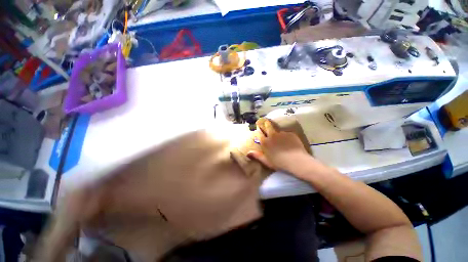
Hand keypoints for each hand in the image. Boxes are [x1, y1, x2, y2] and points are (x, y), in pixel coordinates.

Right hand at [247, 119, 309, 173]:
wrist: (296, 161)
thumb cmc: (279, 163)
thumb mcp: (266, 161)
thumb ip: (257, 155)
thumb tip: (248, 153)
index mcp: (265, 142)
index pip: (259, 133)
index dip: (259, 131)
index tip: (259, 131)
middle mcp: (272, 135)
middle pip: (268, 125)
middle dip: (266, 124)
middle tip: (267, 123)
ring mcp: (282, 133)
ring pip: (278, 131)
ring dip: (278, 134)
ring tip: (283, 141)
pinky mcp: (290, 133)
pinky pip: (287, 134)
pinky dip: (287, 137)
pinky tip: (291, 143)